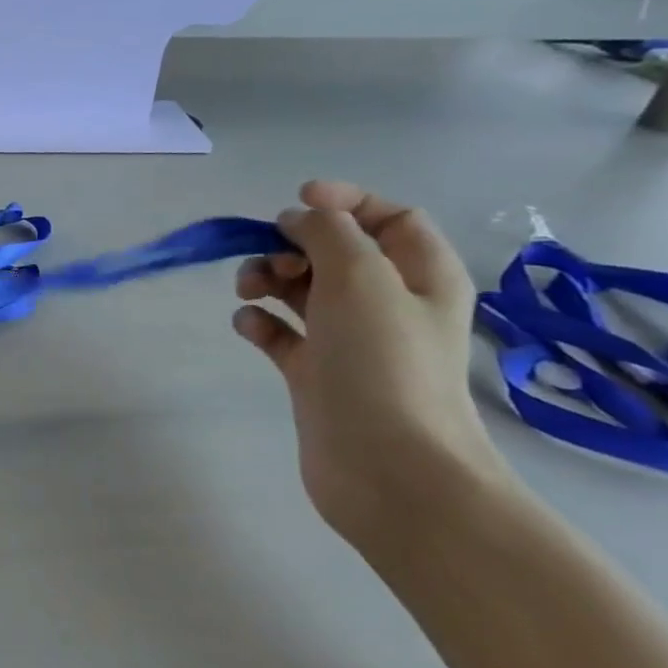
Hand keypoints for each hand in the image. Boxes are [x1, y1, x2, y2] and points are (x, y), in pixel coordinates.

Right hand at [232, 180, 514, 545]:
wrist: (386, 466)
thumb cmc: (383, 362)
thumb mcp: (361, 277)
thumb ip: (328, 233)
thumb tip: (298, 219)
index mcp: (420, 276)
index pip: (390, 217)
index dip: (346, 201)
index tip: (297, 201)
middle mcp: (387, 304)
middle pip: (335, 252)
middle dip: (294, 245)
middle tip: (272, 261)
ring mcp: (348, 341)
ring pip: (301, 290)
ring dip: (268, 279)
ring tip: (248, 291)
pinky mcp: (314, 373)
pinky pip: (280, 333)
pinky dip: (260, 322)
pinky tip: (248, 325)